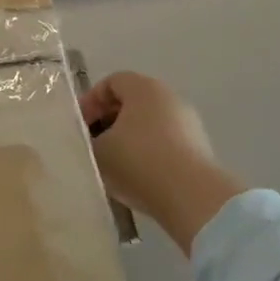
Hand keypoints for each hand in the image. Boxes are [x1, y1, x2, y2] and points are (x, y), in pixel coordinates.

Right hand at [80, 72, 247, 255]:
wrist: (193, 198)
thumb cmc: (139, 162)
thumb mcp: (98, 151)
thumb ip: (88, 140)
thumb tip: (90, 141)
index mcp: (144, 88)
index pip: (111, 82)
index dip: (90, 102)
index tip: (79, 126)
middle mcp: (169, 98)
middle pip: (131, 102)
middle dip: (109, 122)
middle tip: (93, 145)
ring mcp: (188, 124)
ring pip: (149, 125)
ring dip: (129, 140)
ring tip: (113, 166)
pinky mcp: (200, 150)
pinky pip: (165, 144)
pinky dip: (149, 155)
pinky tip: (138, 179)